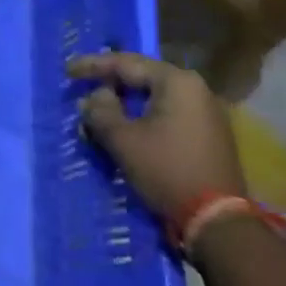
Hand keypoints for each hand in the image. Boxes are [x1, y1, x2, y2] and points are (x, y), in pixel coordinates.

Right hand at [65, 52, 244, 222]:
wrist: (218, 222)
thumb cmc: (167, 171)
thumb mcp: (123, 140)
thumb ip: (100, 111)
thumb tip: (93, 98)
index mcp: (177, 82)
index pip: (126, 64)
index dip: (93, 66)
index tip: (68, 71)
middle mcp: (196, 90)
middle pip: (142, 78)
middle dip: (110, 85)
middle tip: (82, 88)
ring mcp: (205, 113)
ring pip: (154, 98)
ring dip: (125, 104)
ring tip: (98, 111)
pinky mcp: (208, 135)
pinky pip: (167, 114)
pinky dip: (142, 118)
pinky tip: (124, 128)